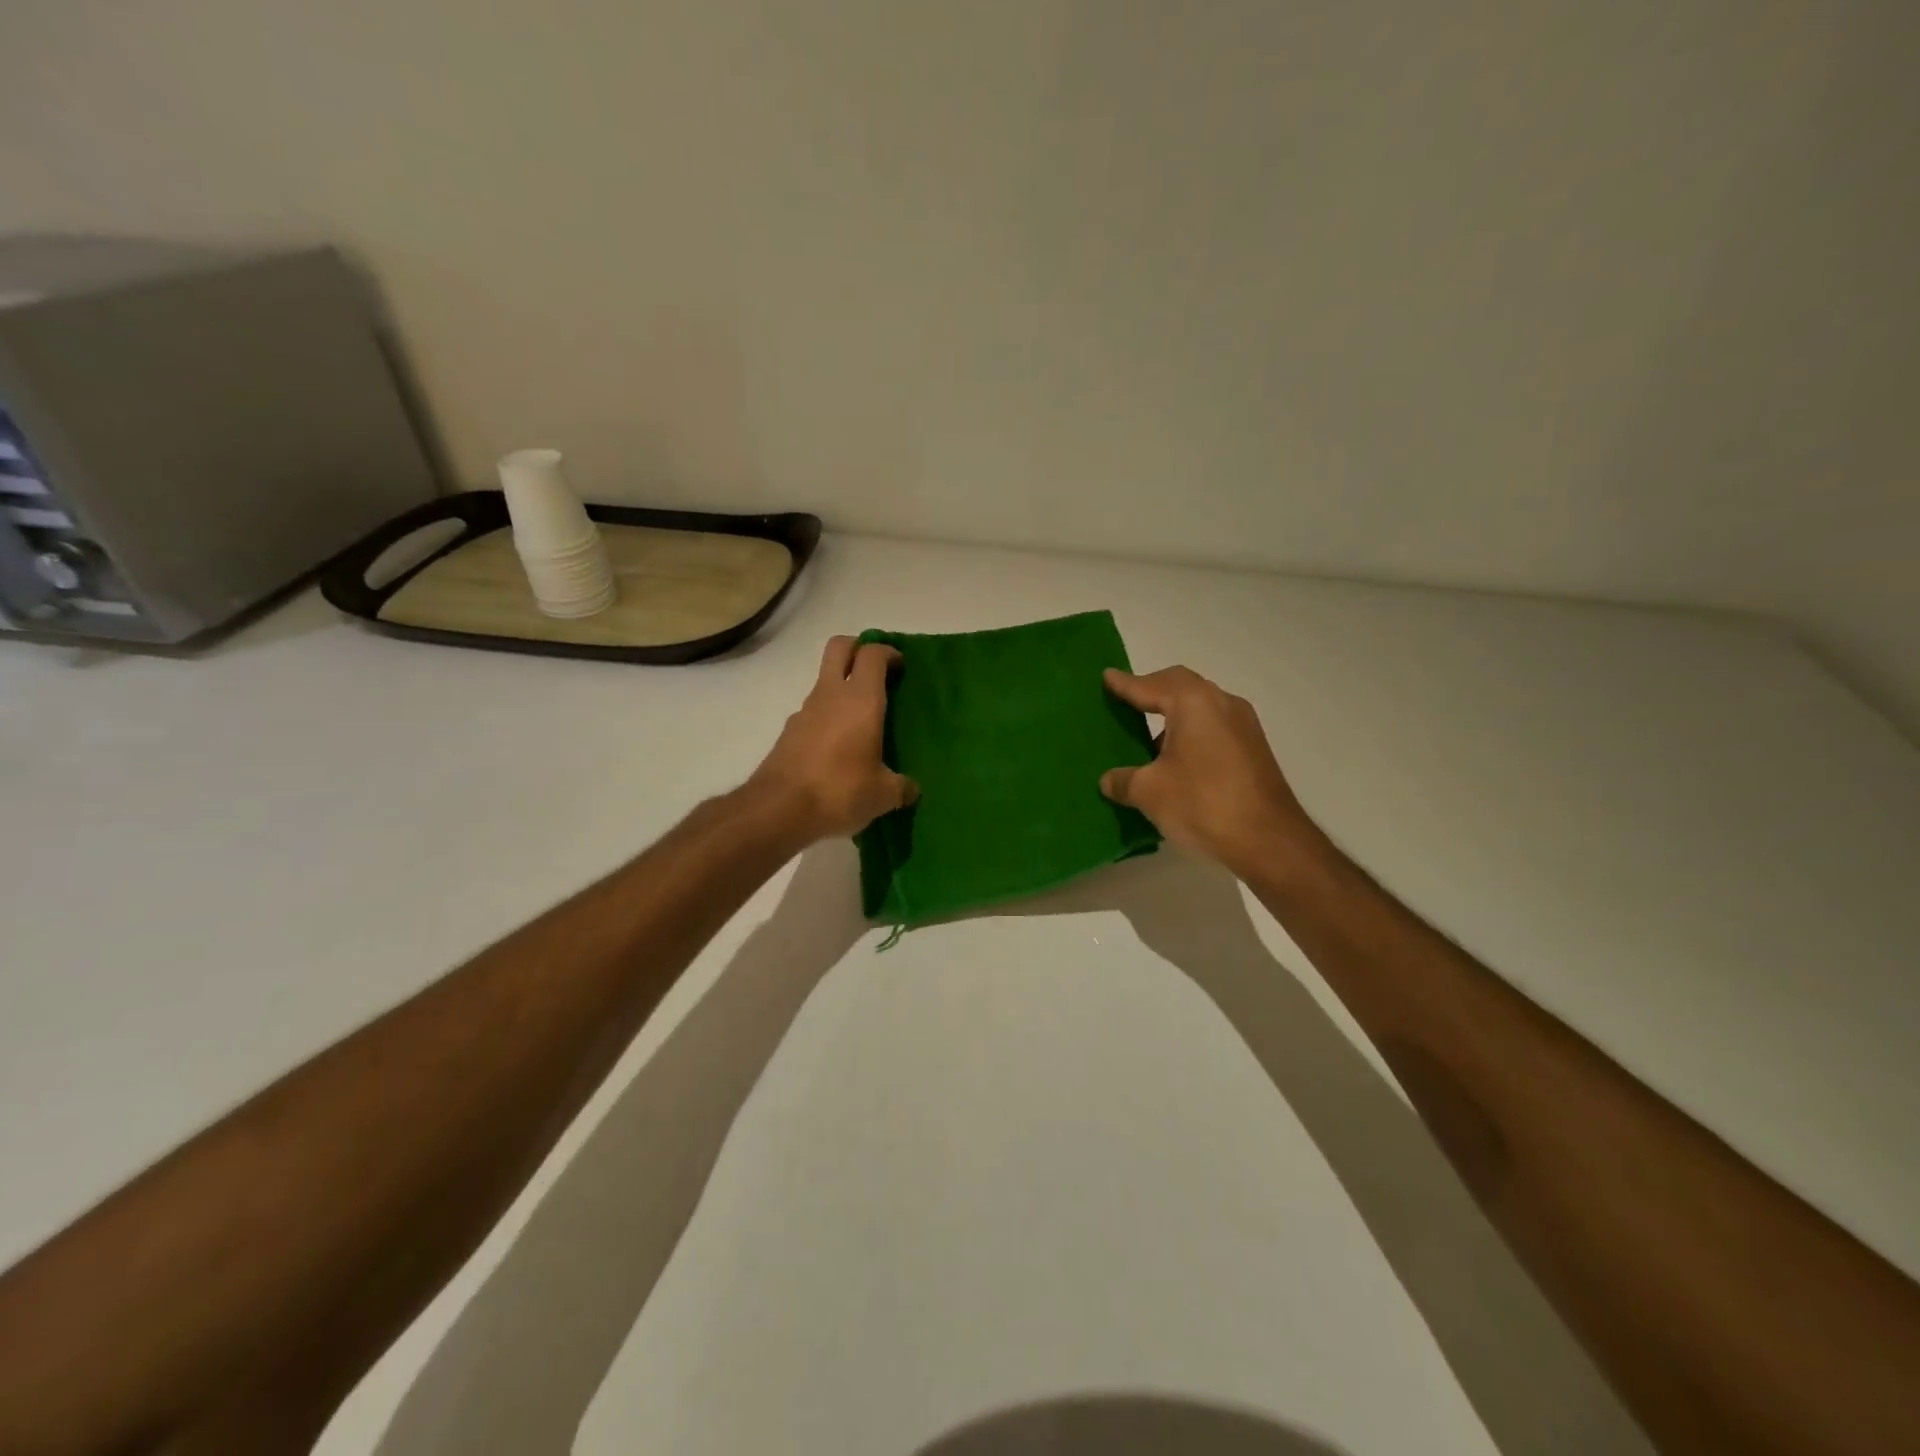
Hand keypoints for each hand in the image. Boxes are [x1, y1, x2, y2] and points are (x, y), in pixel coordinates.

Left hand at [750, 636, 917, 840]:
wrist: (778, 809)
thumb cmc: (840, 790)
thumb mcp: (883, 794)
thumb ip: (901, 787)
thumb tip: (911, 789)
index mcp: (861, 699)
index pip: (873, 654)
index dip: (888, 652)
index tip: (900, 667)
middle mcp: (831, 694)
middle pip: (840, 647)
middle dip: (858, 648)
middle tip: (876, 672)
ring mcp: (805, 710)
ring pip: (825, 681)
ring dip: (842, 688)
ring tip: (862, 721)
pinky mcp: (789, 731)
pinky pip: (814, 712)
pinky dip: (828, 717)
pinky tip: (839, 748)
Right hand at [1099, 666, 1314, 873]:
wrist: (1268, 840)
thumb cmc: (1202, 803)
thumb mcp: (1149, 792)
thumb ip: (1123, 780)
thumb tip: (1108, 780)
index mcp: (1193, 702)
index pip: (1150, 686)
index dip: (1125, 684)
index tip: (1106, 677)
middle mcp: (1222, 703)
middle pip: (1180, 686)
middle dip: (1152, 690)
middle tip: (1126, 700)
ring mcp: (1243, 725)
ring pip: (1200, 706)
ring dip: (1173, 714)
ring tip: (1147, 735)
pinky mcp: (1253, 748)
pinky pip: (1214, 726)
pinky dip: (1191, 731)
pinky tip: (1176, 759)